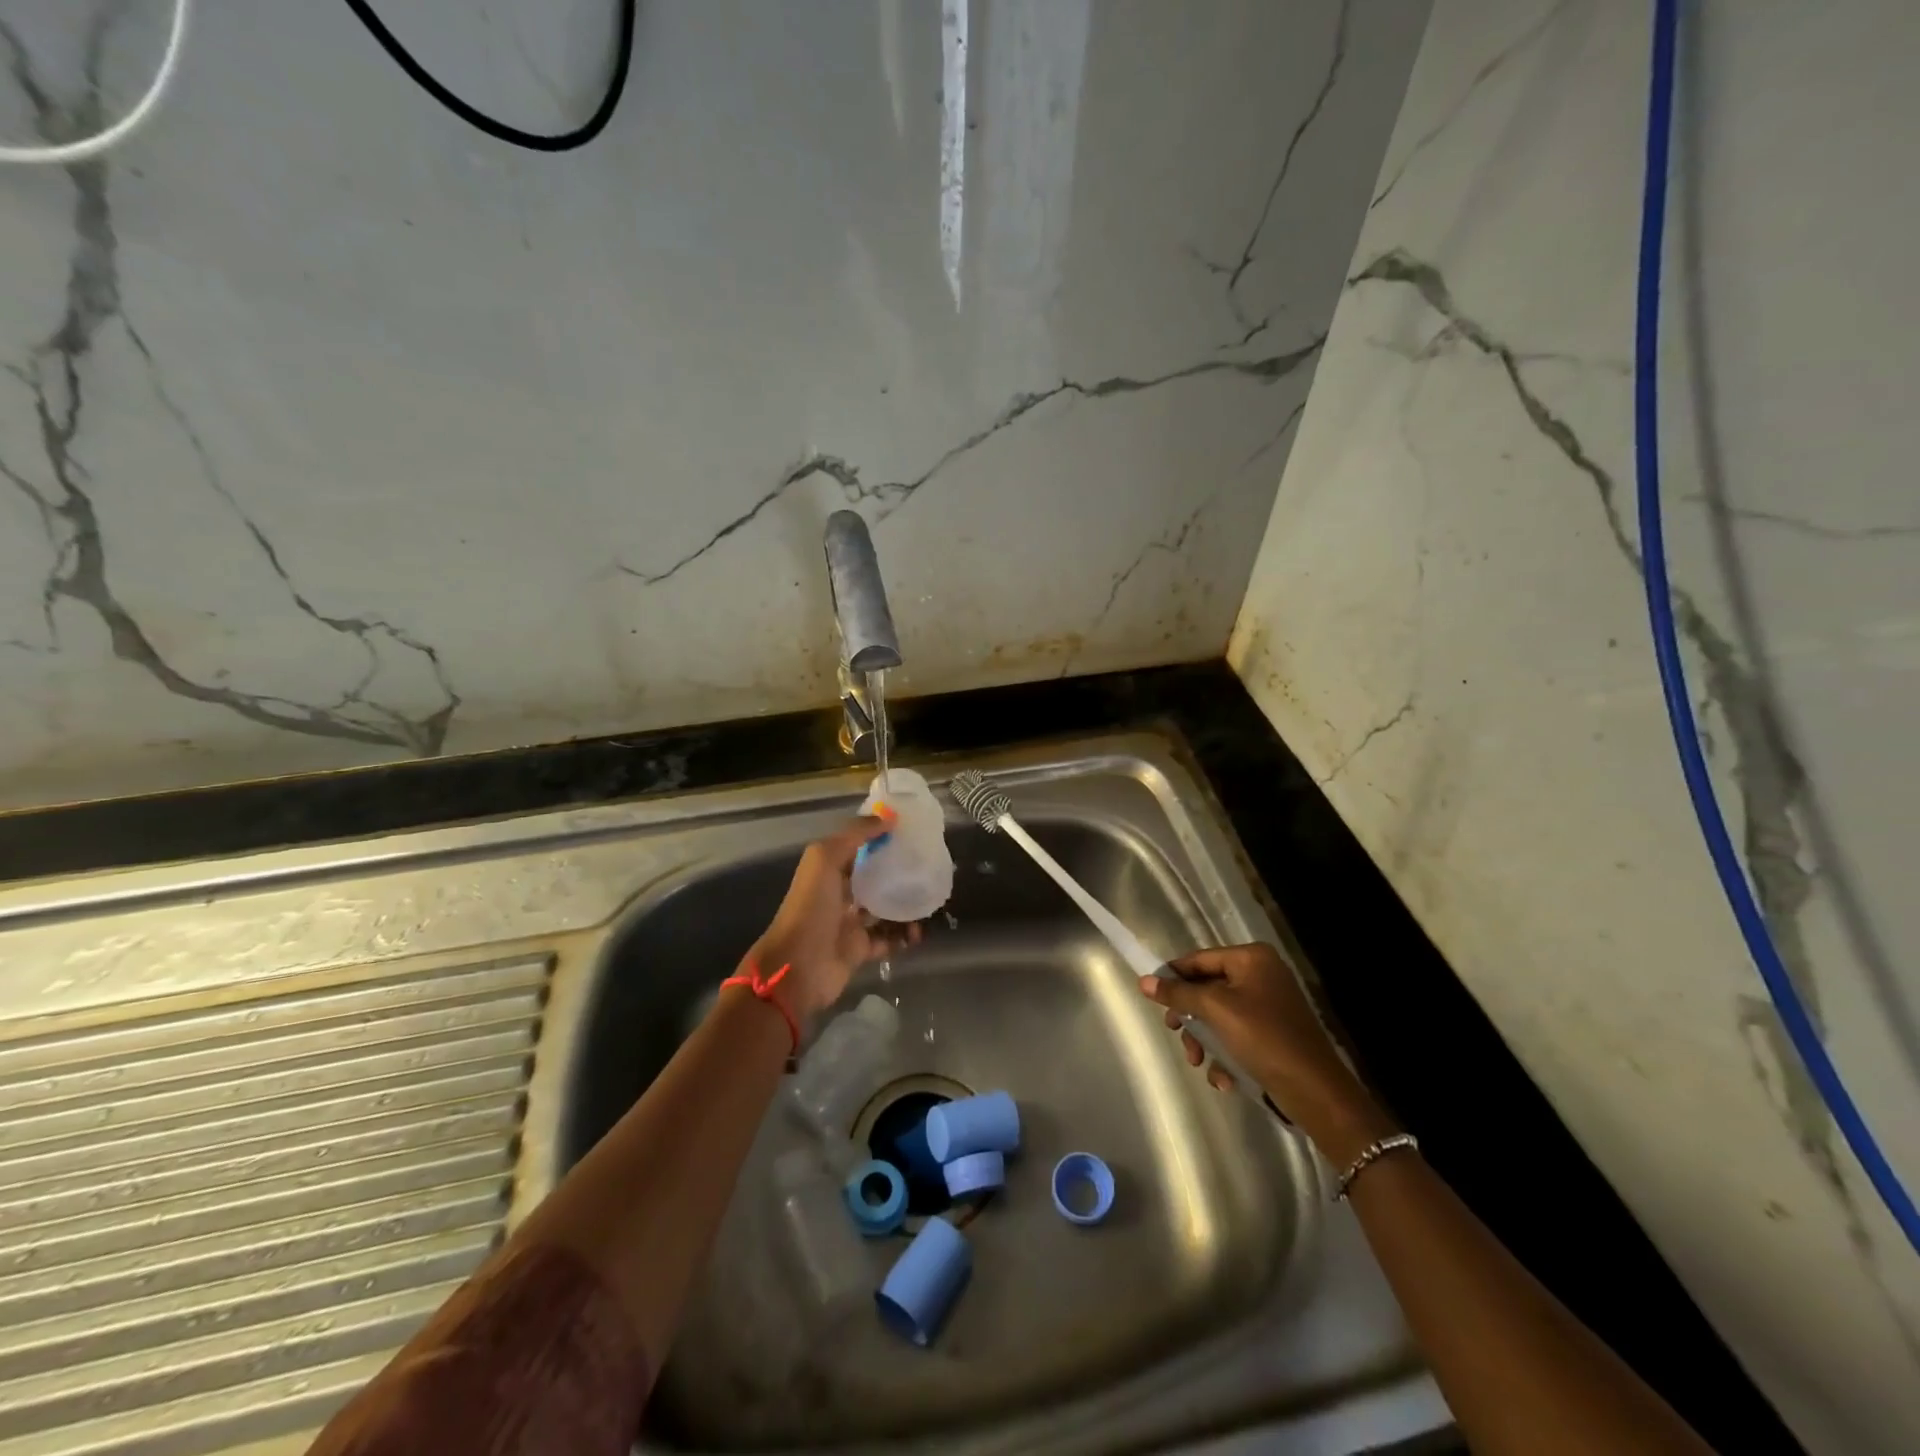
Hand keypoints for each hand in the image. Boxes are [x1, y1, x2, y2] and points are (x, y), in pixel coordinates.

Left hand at [748, 816, 921, 1021]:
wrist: (797, 968)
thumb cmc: (810, 908)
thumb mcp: (824, 860)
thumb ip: (854, 835)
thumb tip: (888, 817)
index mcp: (828, 871)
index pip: (858, 848)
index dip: (881, 838)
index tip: (911, 832)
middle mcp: (839, 894)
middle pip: (874, 878)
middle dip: (898, 872)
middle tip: (926, 868)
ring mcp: (850, 924)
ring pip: (884, 909)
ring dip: (906, 906)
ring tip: (927, 902)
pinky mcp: (860, 950)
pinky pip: (888, 939)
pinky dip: (904, 937)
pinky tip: (918, 933)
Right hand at [1139, 943, 1392, 1157]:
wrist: (1316, 1092)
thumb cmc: (1264, 1038)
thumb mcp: (1216, 1010)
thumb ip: (1179, 993)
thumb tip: (1144, 981)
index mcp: (1251, 959)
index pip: (1199, 959)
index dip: (1172, 976)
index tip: (1150, 997)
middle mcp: (1261, 975)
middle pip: (1207, 988)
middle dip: (1191, 1016)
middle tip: (1176, 1033)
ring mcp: (1269, 1006)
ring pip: (1218, 1016)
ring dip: (1204, 1041)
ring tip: (1200, 1063)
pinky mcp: (1273, 1035)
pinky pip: (1236, 1036)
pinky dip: (1225, 1055)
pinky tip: (1224, 1078)